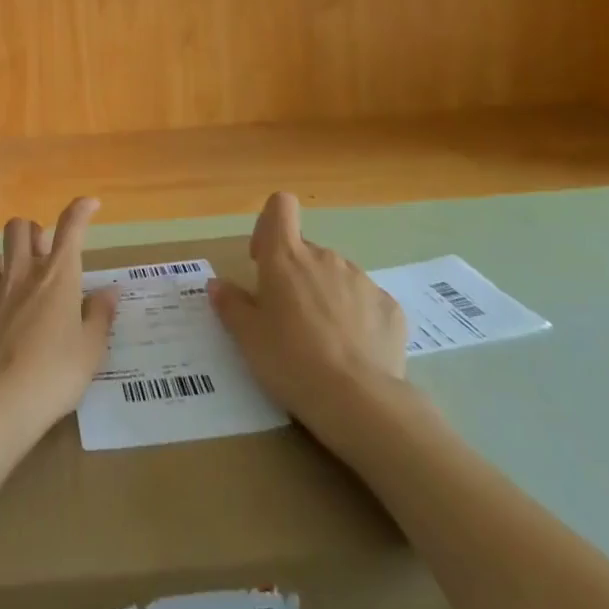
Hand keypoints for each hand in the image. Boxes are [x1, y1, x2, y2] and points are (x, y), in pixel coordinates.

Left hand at [0, 198, 119, 446]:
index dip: (81, 210)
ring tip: (10, 278)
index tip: (90, 203)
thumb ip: (100, 316)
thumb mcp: (90, 351)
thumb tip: (110, 291)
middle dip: (32, 232)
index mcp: (57, 278)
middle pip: (21, 228)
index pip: (71, 229)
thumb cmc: (53, 376)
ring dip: (2, 259)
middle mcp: (22, 274)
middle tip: (43, 254)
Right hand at [209, 192, 406, 433]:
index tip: (263, 260)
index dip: (269, 225)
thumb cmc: (291, 361)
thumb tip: (218, 285)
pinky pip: (365, 302)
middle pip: (305, 250)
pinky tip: (353, 353)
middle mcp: (324, 257)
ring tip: (323, 342)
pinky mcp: (390, 307)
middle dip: (295, 275)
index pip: (280, 206)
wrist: (360, 402)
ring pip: (335, 276)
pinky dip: (357, 318)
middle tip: (288, 319)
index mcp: (285, 257)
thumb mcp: (247, 337)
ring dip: (325, 296)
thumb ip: (230, 304)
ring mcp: (361, 280)